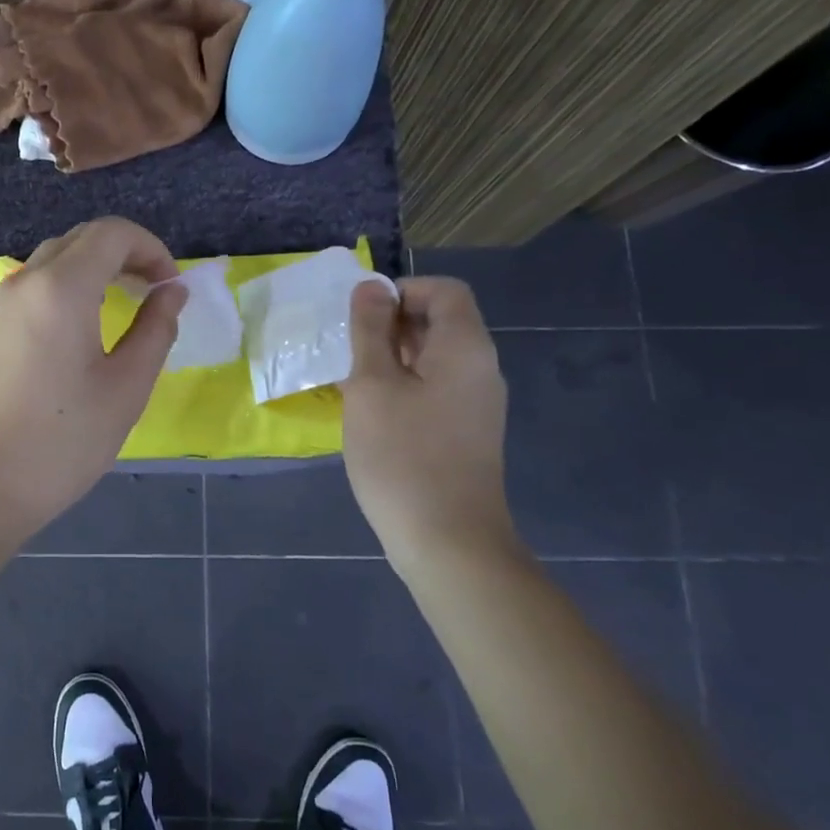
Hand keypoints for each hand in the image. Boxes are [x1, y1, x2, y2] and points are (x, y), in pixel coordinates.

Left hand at [0, 217, 187, 544]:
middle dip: (125, 252)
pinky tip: (83, 326)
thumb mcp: (126, 388)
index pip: (111, 232)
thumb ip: (156, 329)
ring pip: (54, 259)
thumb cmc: (62, 442)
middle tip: (155, 291)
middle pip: (81, 239)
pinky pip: (35, 285)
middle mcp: (24, 282)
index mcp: (60, 288)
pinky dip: (68, 285)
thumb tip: (172, 292)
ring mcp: (0, 304)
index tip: (172, 286)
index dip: (151, 248)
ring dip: (95, 267)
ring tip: (125, 305)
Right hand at [342, 277, 515, 569]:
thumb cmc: (403, 456)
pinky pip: (435, 389)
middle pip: (440, 322)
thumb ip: (371, 331)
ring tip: (352, 382)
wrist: (449, 543)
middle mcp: (480, 368)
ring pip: (433, 358)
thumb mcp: (373, 385)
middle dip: (391, 325)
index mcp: (465, 347)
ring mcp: (477, 403)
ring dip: (392, 358)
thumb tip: (371, 287)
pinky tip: (372, 413)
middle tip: (348, 351)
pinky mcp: (466, 432)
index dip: (401, 291)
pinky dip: (404, 387)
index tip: (361, 319)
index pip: (444, 291)